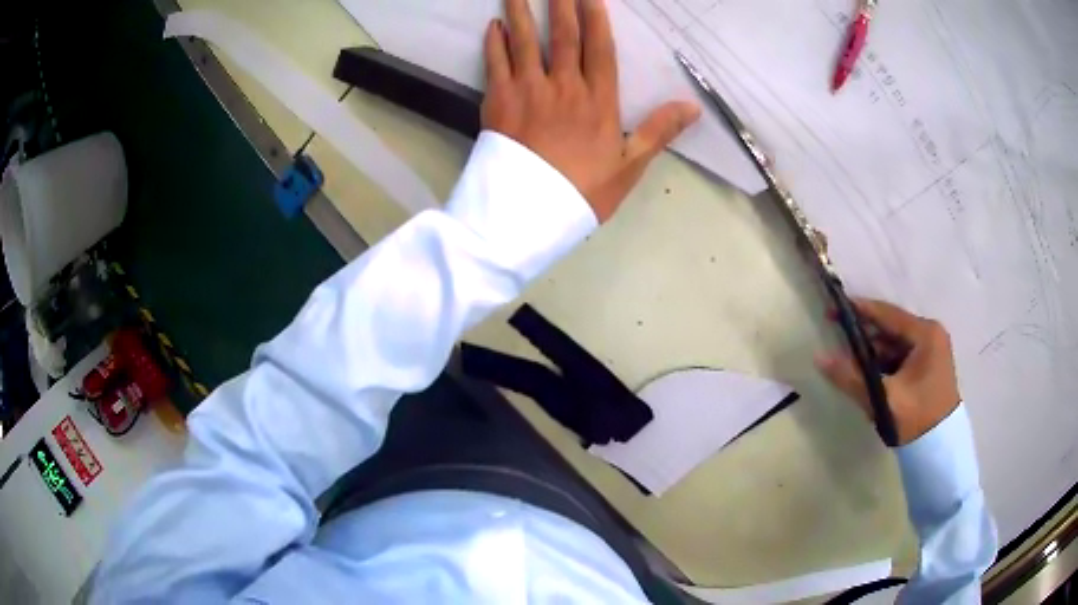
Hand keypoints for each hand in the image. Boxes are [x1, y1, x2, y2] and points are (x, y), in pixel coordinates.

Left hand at [482, 0, 700, 221]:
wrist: (529, 214)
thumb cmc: (582, 192)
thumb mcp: (630, 166)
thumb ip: (659, 131)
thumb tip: (693, 107)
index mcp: (598, 101)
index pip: (600, 49)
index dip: (596, 19)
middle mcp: (564, 87)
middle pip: (564, 36)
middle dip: (561, 4)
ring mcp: (528, 91)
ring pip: (526, 42)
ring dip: (521, 12)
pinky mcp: (498, 102)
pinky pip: (495, 64)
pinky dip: (494, 43)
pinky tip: (493, 26)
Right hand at [815, 298, 960, 445]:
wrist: (939, 450)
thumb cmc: (916, 418)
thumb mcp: (883, 399)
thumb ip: (852, 377)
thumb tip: (819, 358)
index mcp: (926, 334)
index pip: (888, 314)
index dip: (859, 310)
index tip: (834, 307)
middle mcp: (931, 335)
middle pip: (891, 328)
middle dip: (864, 333)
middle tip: (837, 334)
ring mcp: (931, 351)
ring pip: (894, 344)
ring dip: (872, 351)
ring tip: (847, 357)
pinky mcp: (928, 367)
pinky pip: (900, 356)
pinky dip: (883, 362)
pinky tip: (866, 371)